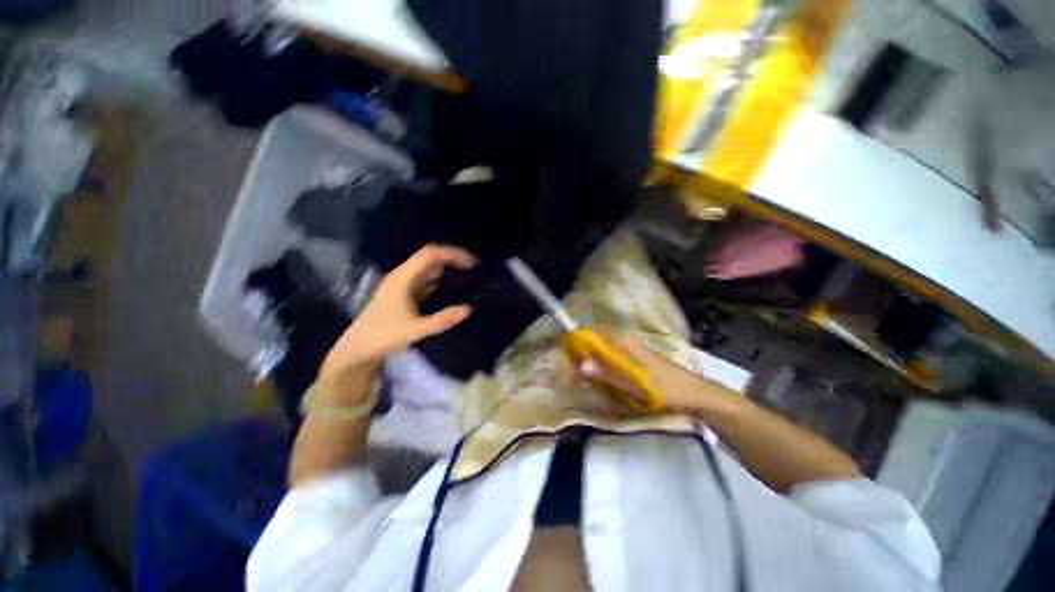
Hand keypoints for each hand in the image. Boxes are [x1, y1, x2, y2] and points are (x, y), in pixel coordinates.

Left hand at [319, 245, 476, 389]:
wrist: (357, 349)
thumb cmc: (382, 336)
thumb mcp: (414, 330)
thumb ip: (441, 320)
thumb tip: (468, 309)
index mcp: (403, 278)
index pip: (431, 255)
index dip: (452, 254)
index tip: (472, 264)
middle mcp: (403, 276)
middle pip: (430, 257)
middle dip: (452, 259)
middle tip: (473, 270)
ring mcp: (402, 284)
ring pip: (428, 269)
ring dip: (447, 269)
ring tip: (467, 278)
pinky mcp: (404, 293)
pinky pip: (425, 280)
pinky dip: (440, 281)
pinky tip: (451, 291)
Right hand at [576, 332, 743, 415]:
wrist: (692, 393)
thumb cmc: (663, 388)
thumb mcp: (633, 384)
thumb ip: (606, 373)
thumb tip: (580, 364)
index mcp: (623, 341)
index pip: (591, 332)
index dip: (575, 338)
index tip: (561, 351)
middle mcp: (623, 339)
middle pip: (593, 338)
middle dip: (579, 350)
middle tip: (569, 367)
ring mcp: (628, 347)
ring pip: (600, 346)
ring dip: (588, 357)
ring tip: (579, 372)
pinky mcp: (632, 355)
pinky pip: (609, 354)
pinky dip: (599, 361)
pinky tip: (597, 374)